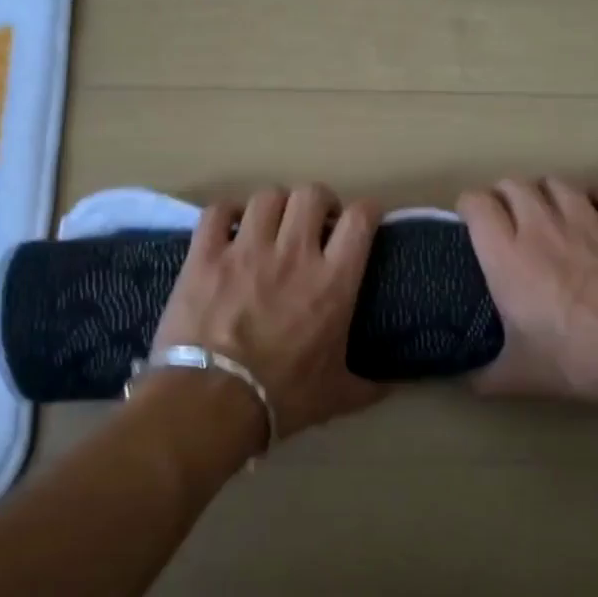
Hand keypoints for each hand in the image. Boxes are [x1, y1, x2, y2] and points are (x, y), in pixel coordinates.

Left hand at [149, 185, 385, 441]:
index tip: (365, 220)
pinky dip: (226, 214)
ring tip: (273, 224)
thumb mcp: (335, 396)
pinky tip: (229, 228)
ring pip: (267, 197)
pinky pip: (217, 212)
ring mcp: (246, 250)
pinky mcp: (205, 256)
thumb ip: (367, 388)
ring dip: (275, 206)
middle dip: (319, 202)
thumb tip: (392, 388)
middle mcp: (294, 253)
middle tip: (316, 222)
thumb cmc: (281, 397)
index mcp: (333, 282)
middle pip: (312, 194)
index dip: (367, 211)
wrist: (211, 402)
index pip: (361, 220)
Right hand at [458, 178, 597, 409]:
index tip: (472, 221)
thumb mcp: (518, 377)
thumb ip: (483, 377)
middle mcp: (543, 227)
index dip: (470, 207)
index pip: (476, 203)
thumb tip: (464, 384)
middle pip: (514, 184)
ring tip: (553, 215)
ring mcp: (589, 219)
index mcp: (507, 257)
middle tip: (510, 219)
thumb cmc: (577, 364)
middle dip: (506, 197)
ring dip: (548, 194)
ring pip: (557, 182)